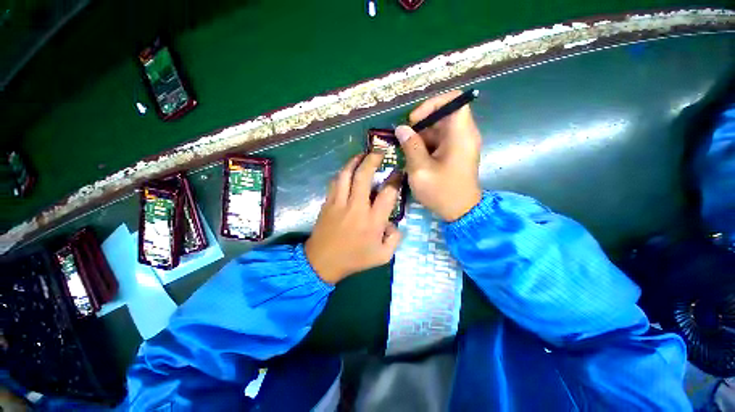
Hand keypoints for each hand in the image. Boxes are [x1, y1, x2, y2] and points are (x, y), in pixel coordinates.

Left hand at [305, 153, 402, 283]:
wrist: (322, 262)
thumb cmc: (354, 259)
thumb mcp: (383, 256)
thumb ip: (395, 238)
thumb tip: (394, 223)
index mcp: (373, 221)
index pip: (387, 193)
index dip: (395, 179)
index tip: (398, 172)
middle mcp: (357, 207)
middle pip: (363, 176)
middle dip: (372, 160)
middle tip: (379, 152)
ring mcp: (339, 203)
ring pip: (346, 174)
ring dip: (354, 161)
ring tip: (362, 155)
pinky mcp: (328, 203)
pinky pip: (335, 182)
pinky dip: (343, 172)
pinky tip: (348, 170)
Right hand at [395, 90, 482, 221]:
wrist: (460, 212)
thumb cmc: (441, 191)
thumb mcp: (420, 169)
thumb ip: (410, 146)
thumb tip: (401, 128)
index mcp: (460, 135)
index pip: (454, 101)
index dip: (432, 104)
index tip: (414, 120)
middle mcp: (464, 135)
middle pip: (443, 115)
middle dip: (421, 124)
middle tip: (404, 138)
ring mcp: (460, 144)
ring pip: (439, 128)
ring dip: (421, 136)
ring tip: (406, 150)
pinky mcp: (455, 153)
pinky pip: (439, 140)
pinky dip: (425, 145)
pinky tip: (414, 157)